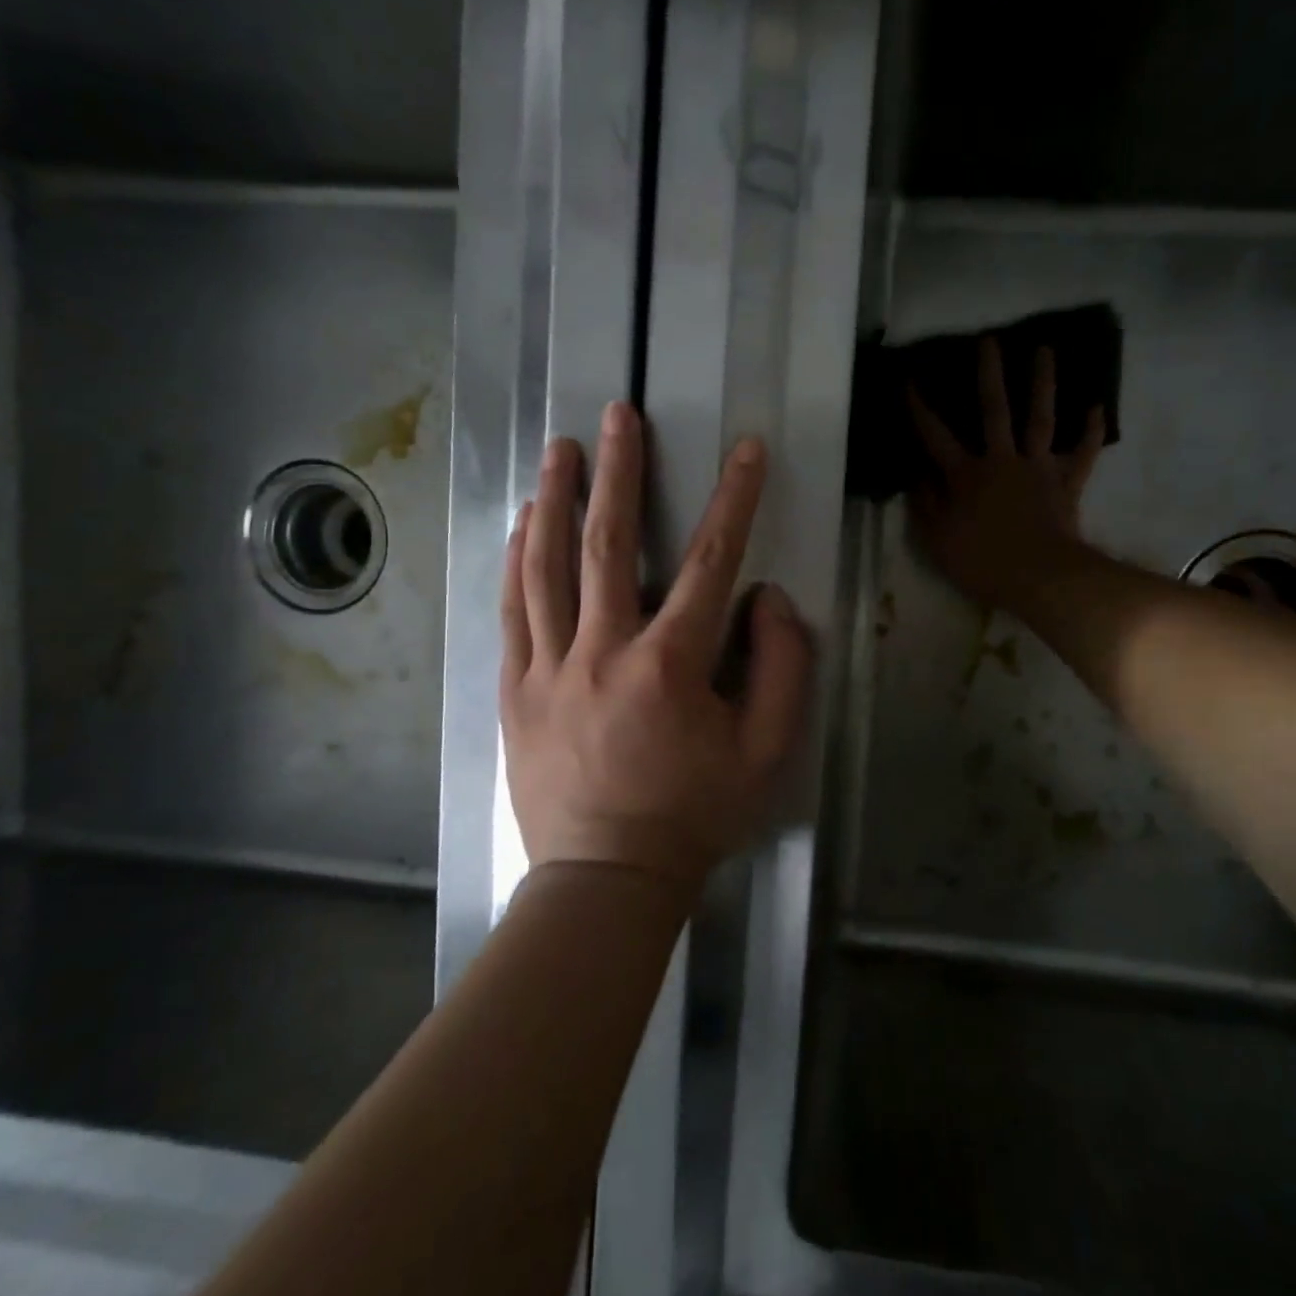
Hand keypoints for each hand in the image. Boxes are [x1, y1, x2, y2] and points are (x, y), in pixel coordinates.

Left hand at [500, 402, 812, 888]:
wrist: (606, 879)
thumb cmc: (695, 816)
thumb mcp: (767, 753)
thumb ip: (783, 670)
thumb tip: (767, 600)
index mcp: (669, 667)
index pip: (711, 563)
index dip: (734, 500)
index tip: (745, 450)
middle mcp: (602, 653)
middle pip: (607, 546)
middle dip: (618, 473)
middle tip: (617, 416)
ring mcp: (548, 670)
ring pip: (546, 569)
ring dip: (554, 503)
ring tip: (558, 452)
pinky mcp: (514, 692)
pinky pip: (512, 614)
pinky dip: (516, 563)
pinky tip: (521, 528)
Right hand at [909, 337, 1105, 611]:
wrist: (1039, 578)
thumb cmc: (981, 562)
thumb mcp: (937, 539)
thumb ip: (924, 503)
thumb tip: (914, 473)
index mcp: (966, 475)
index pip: (935, 436)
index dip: (919, 409)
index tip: (908, 381)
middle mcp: (1002, 460)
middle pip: (994, 410)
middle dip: (989, 374)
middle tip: (989, 340)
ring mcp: (1038, 469)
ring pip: (1040, 418)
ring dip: (1042, 383)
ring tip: (1045, 350)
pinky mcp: (1066, 483)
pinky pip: (1081, 453)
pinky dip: (1090, 431)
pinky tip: (1096, 406)